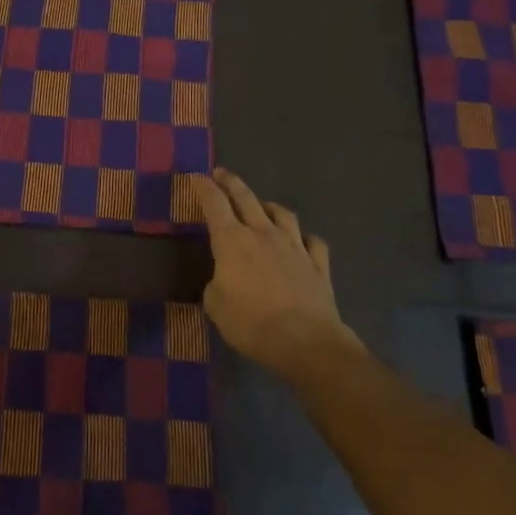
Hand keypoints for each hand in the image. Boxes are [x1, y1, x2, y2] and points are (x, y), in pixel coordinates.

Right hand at [193, 168, 358, 380]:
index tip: (197, 177)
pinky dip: (303, 237)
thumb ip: (215, 286)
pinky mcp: (317, 264)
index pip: (214, 204)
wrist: (304, 341)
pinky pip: (312, 241)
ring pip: (282, 214)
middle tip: (222, 173)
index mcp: (232, 241)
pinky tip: (300, 240)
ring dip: (269, 206)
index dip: (204, 188)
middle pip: (246, 199)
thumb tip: (222, 280)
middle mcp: (263, 234)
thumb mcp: (216, 306)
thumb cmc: (251, 323)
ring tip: (263, 205)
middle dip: (232, 183)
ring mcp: (294, 246)